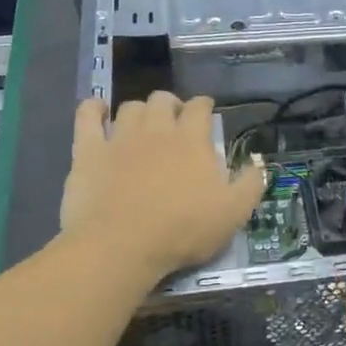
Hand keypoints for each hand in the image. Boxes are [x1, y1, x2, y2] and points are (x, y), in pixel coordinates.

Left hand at [61, 93, 265, 281]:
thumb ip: (250, 184)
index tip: (206, 113)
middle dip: (171, 105)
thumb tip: (258, 162)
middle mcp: (156, 129)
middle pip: (162, 100)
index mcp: (191, 140)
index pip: (200, 108)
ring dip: (139, 111)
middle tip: (174, 122)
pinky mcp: (87, 151)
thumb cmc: (182, 230)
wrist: (121, 246)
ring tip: (142, 125)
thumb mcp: (233, 213)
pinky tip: (97, 111)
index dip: (204, 106)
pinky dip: (93, 109)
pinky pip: (87, 116)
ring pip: (129, 107)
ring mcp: (119, 137)